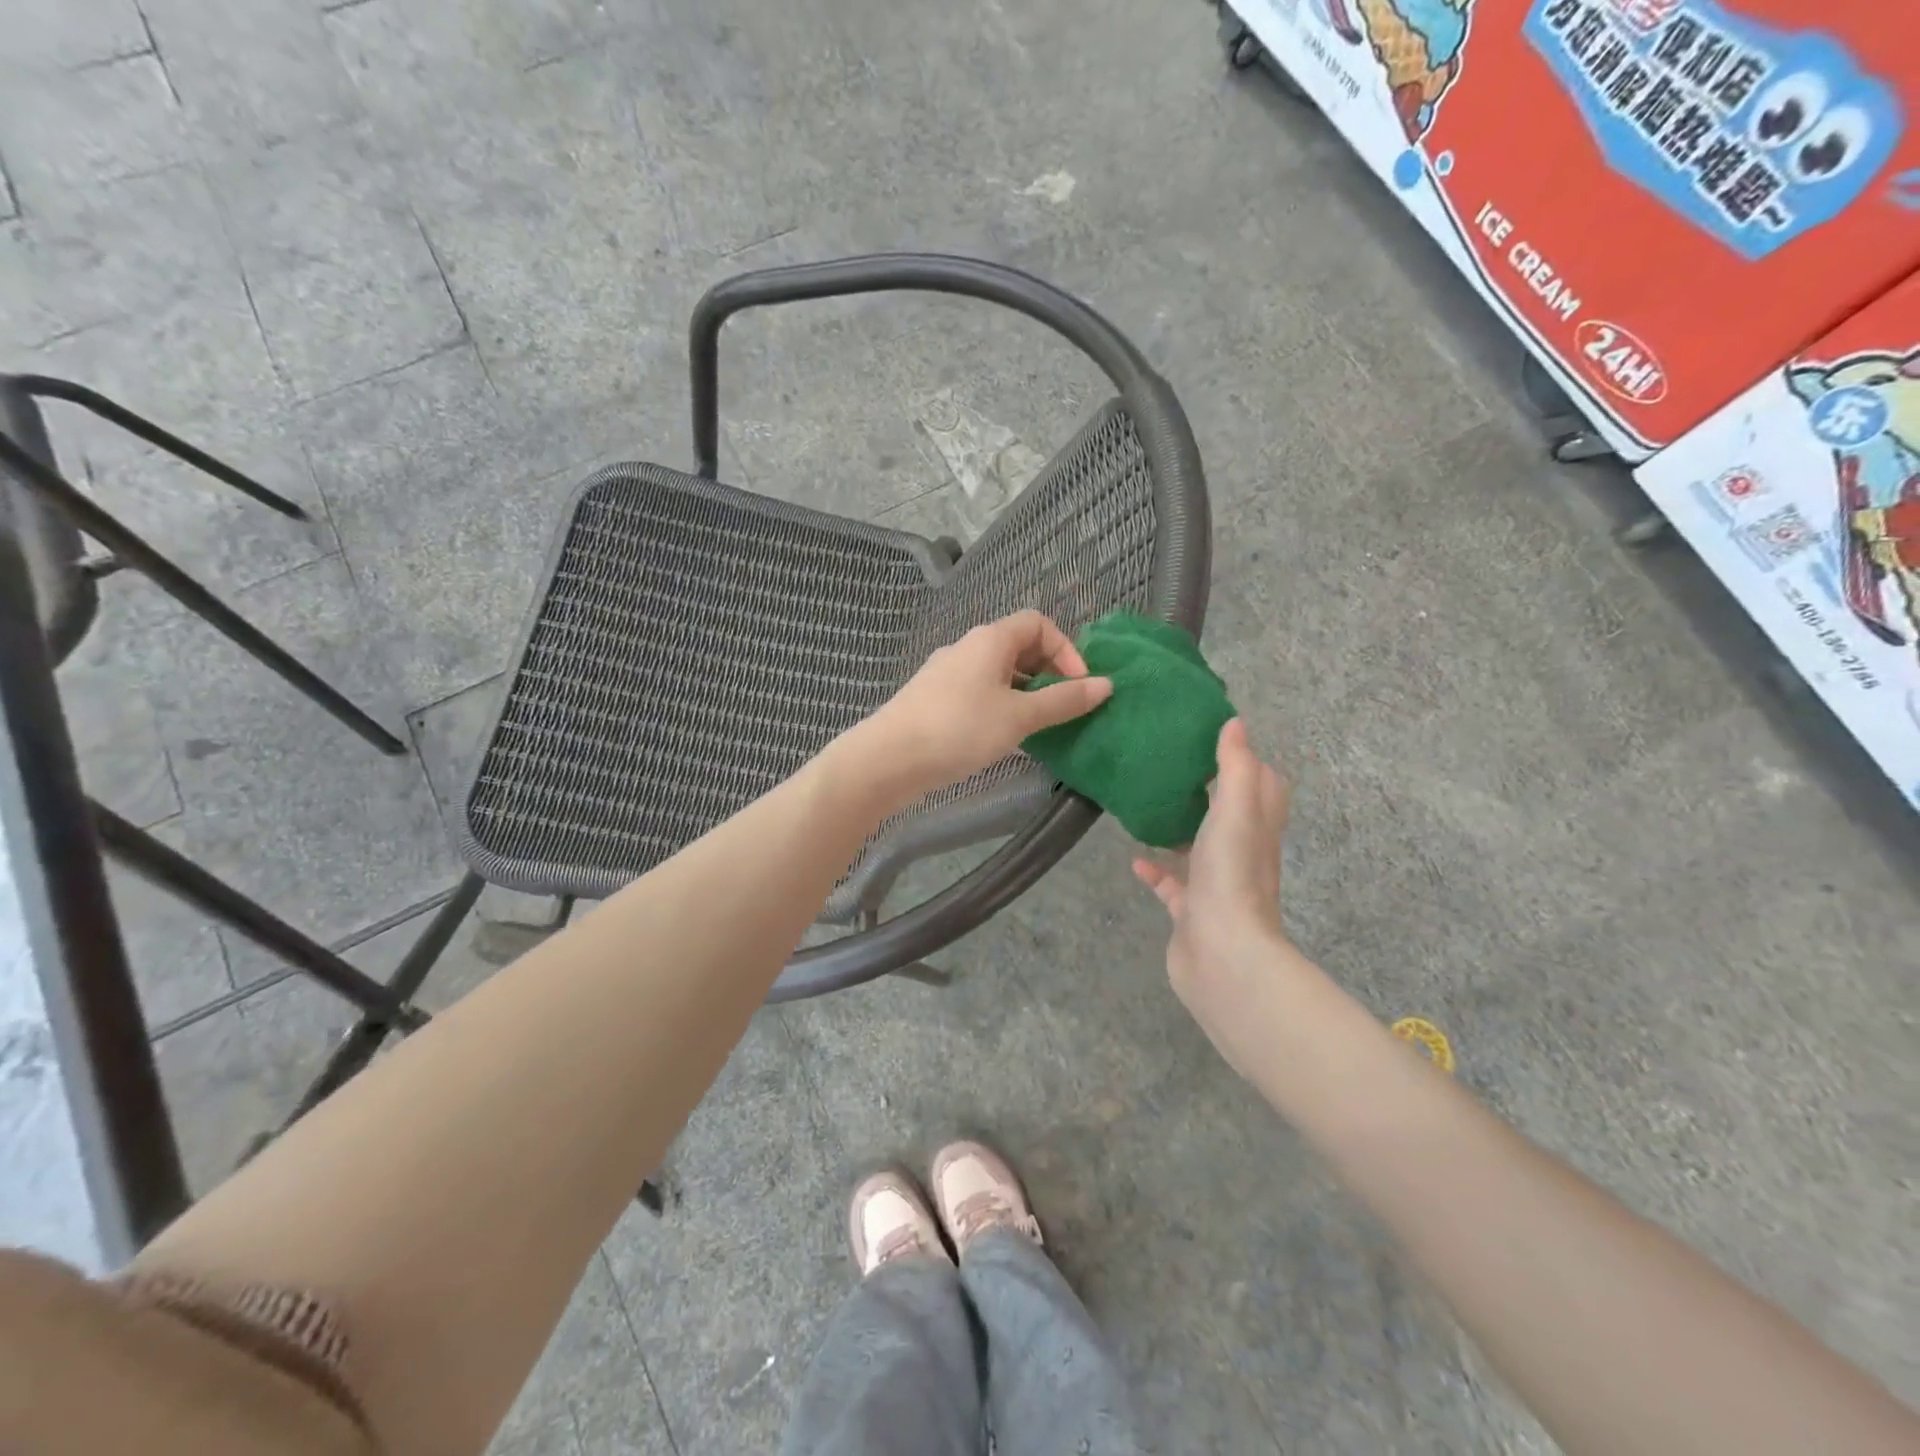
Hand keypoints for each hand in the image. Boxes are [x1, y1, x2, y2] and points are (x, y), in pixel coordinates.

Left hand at [851, 610, 1111, 801]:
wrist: (887, 759)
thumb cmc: (959, 729)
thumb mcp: (1019, 716)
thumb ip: (1063, 701)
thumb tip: (1106, 685)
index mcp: (989, 639)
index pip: (1037, 622)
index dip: (1066, 648)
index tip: (1079, 685)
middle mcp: (967, 648)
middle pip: (1018, 647)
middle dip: (1047, 673)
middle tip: (1062, 708)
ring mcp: (947, 674)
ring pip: (998, 674)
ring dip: (1025, 694)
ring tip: (1039, 727)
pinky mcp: (934, 700)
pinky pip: (979, 693)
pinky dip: (1000, 707)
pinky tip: (1004, 738)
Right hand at [1133, 719, 1296, 1080]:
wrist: (1222, 956)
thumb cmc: (1232, 876)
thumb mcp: (1236, 810)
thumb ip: (1236, 767)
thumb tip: (1236, 722)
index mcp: (1257, 827)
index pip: (1264, 786)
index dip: (1247, 761)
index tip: (1216, 738)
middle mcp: (1242, 854)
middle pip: (1232, 816)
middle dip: (1209, 793)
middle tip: (1175, 768)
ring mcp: (1216, 885)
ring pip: (1200, 850)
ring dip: (1181, 830)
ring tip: (1151, 806)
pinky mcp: (1190, 912)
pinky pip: (1172, 885)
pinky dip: (1156, 870)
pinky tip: (1135, 858)